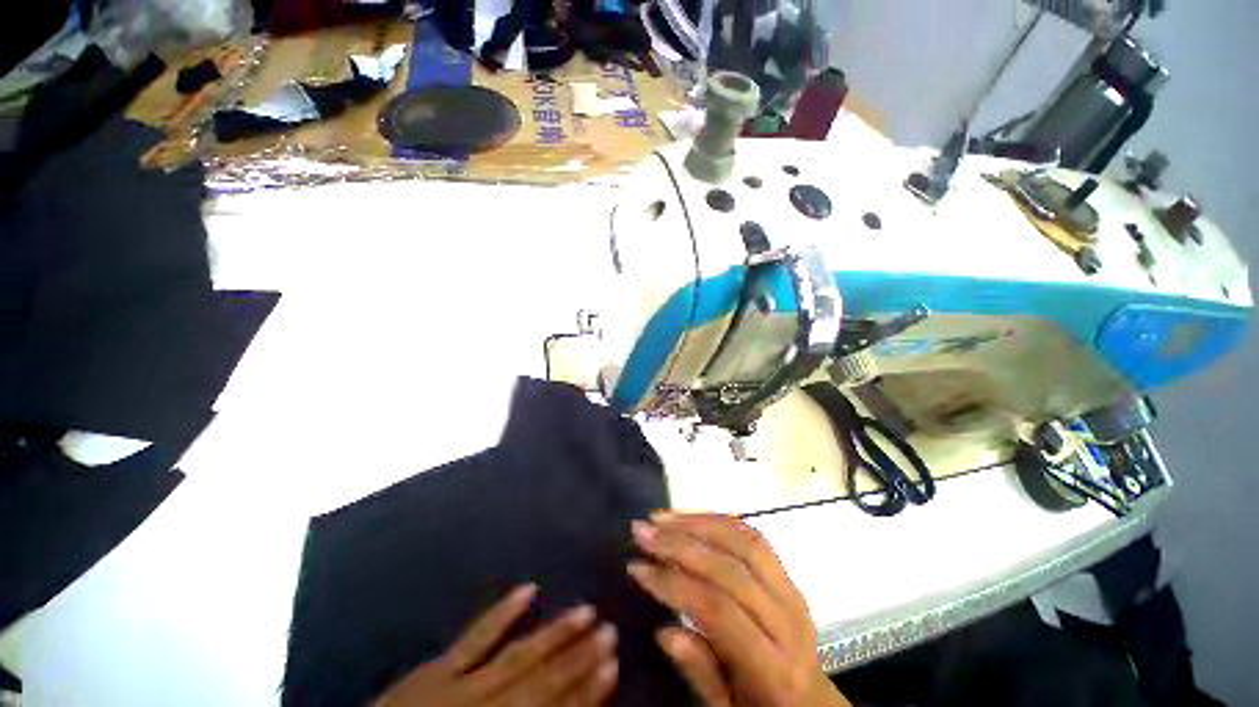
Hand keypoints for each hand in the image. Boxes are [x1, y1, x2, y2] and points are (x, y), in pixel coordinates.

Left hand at [374, 584, 618, 706]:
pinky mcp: (436, 668)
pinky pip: (474, 637)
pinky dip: (502, 614)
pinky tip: (527, 588)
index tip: (614, 664)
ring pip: (517, 656)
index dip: (586, 692)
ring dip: (554, 634)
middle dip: (579, 658)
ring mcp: (458, 684)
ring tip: (585, 609)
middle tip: (610, 630)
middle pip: (541, 682)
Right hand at [628, 514, 850, 706]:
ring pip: (742, 541)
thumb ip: (700, 673)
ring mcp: (791, 590)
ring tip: (660, 518)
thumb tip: (664, 631)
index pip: (718, 610)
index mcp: (774, 667)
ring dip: (696, 523)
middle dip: (678, 544)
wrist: (813, 703)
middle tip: (641, 531)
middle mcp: (787, 619)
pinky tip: (690, 517)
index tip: (636, 567)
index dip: (673, 584)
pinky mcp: (788, 574)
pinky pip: (752, 535)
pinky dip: (718, 520)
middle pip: (729, 568)